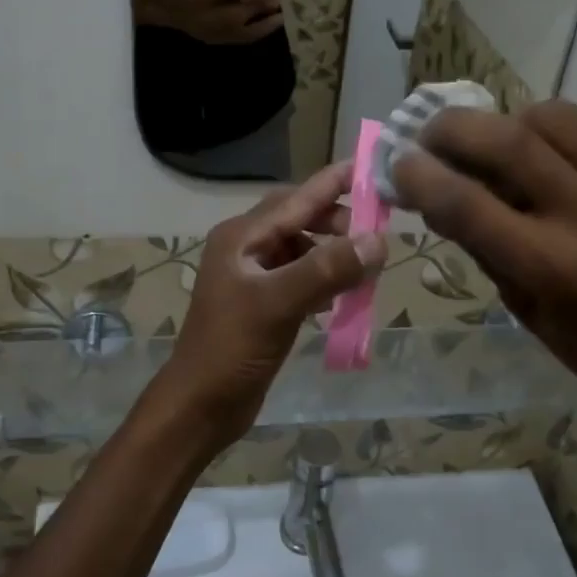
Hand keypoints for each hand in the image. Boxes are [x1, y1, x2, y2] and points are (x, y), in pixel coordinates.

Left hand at [160, 163, 387, 451]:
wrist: (199, 406)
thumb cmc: (231, 349)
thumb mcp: (278, 304)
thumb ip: (326, 269)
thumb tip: (378, 241)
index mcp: (242, 236)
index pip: (297, 197)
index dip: (335, 182)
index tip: (374, 169)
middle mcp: (246, 248)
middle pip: (300, 219)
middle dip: (338, 222)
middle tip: (375, 237)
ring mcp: (253, 276)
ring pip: (303, 250)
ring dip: (333, 254)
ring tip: (365, 270)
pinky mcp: (263, 304)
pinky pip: (301, 278)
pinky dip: (324, 281)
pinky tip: (342, 297)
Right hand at [391, 100, 576, 453]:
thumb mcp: (523, 307)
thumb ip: (479, 244)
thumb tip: (433, 191)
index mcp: (554, 267)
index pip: (468, 204)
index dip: (421, 176)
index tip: (398, 164)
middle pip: (507, 141)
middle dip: (453, 129)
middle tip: (429, 136)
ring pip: (547, 116)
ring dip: (503, 124)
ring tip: (492, 147)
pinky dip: (547, 130)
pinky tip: (542, 155)